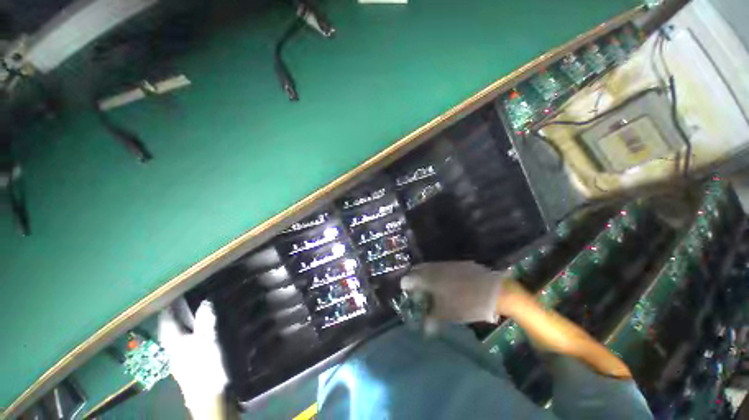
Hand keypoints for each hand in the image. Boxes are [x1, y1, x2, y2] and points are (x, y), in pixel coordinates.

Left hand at [159, 299, 228, 417]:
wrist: (211, 398)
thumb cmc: (207, 367)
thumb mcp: (209, 341)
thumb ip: (206, 321)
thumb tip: (207, 301)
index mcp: (174, 342)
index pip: (166, 319)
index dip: (168, 306)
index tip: (174, 292)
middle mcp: (172, 349)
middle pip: (168, 328)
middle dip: (172, 314)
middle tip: (182, 299)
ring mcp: (180, 359)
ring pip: (175, 336)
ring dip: (180, 323)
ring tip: (189, 312)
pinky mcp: (188, 365)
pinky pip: (184, 343)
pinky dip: (188, 333)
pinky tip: (197, 333)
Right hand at [401, 261, 516, 323]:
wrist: (493, 291)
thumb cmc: (465, 303)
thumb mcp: (446, 314)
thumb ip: (431, 319)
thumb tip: (424, 330)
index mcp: (426, 278)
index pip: (407, 279)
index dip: (406, 288)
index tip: (410, 296)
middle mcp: (433, 267)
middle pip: (416, 270)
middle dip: (414, 280)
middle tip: (418, 292)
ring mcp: (445, 264)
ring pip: (428, 268)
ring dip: (426, 277)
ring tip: (431, 290)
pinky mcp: (456, 263)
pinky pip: (440, 267)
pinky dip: (437, 275)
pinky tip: (446, 284)